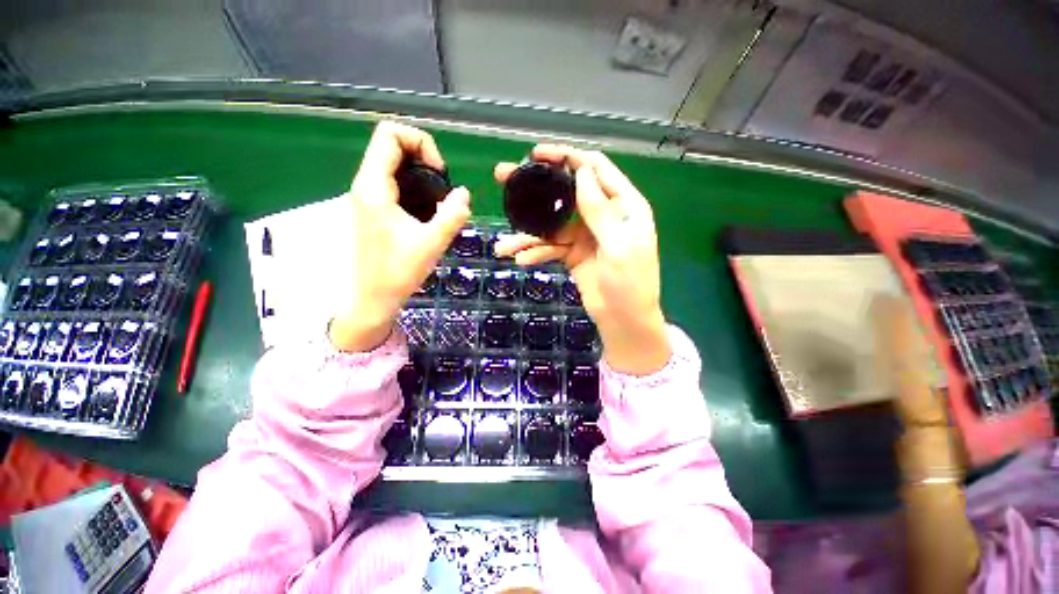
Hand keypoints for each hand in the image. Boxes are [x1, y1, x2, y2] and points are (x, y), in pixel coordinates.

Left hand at [329, 121, 470, 351]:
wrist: (373, 297)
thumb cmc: (399, 272)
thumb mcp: (432, 244)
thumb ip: (451, 216)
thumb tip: (464, 192)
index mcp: (374, 187)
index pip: (390, 134)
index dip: (421, 142)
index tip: (440, 173)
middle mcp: (365, 185)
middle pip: (390, 143)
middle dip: (422, 154)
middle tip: (443, 185)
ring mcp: (366, 196)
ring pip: (391, 161)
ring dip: (419, 169)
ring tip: (439, 197)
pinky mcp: (372, 208)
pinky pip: (392, 179)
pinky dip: (413, 182)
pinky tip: (428, 207)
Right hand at [494, 145, 670, 375]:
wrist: (624, 322)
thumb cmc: (629, 285)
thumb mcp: (618, 246)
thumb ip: (600, 210)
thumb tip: (582, 172)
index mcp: (623, 206)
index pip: (595, 168)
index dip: (567, 156)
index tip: (536, 155)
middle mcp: (603, 215)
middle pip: (566, 192)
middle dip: (536, 188)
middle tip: (504, 178)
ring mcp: (586, 235)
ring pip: (552, 224)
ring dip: (528, 234)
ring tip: (504, 246)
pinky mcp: (573, 253)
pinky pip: (550, 247)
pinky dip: (536, 253)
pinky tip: (521, 261)